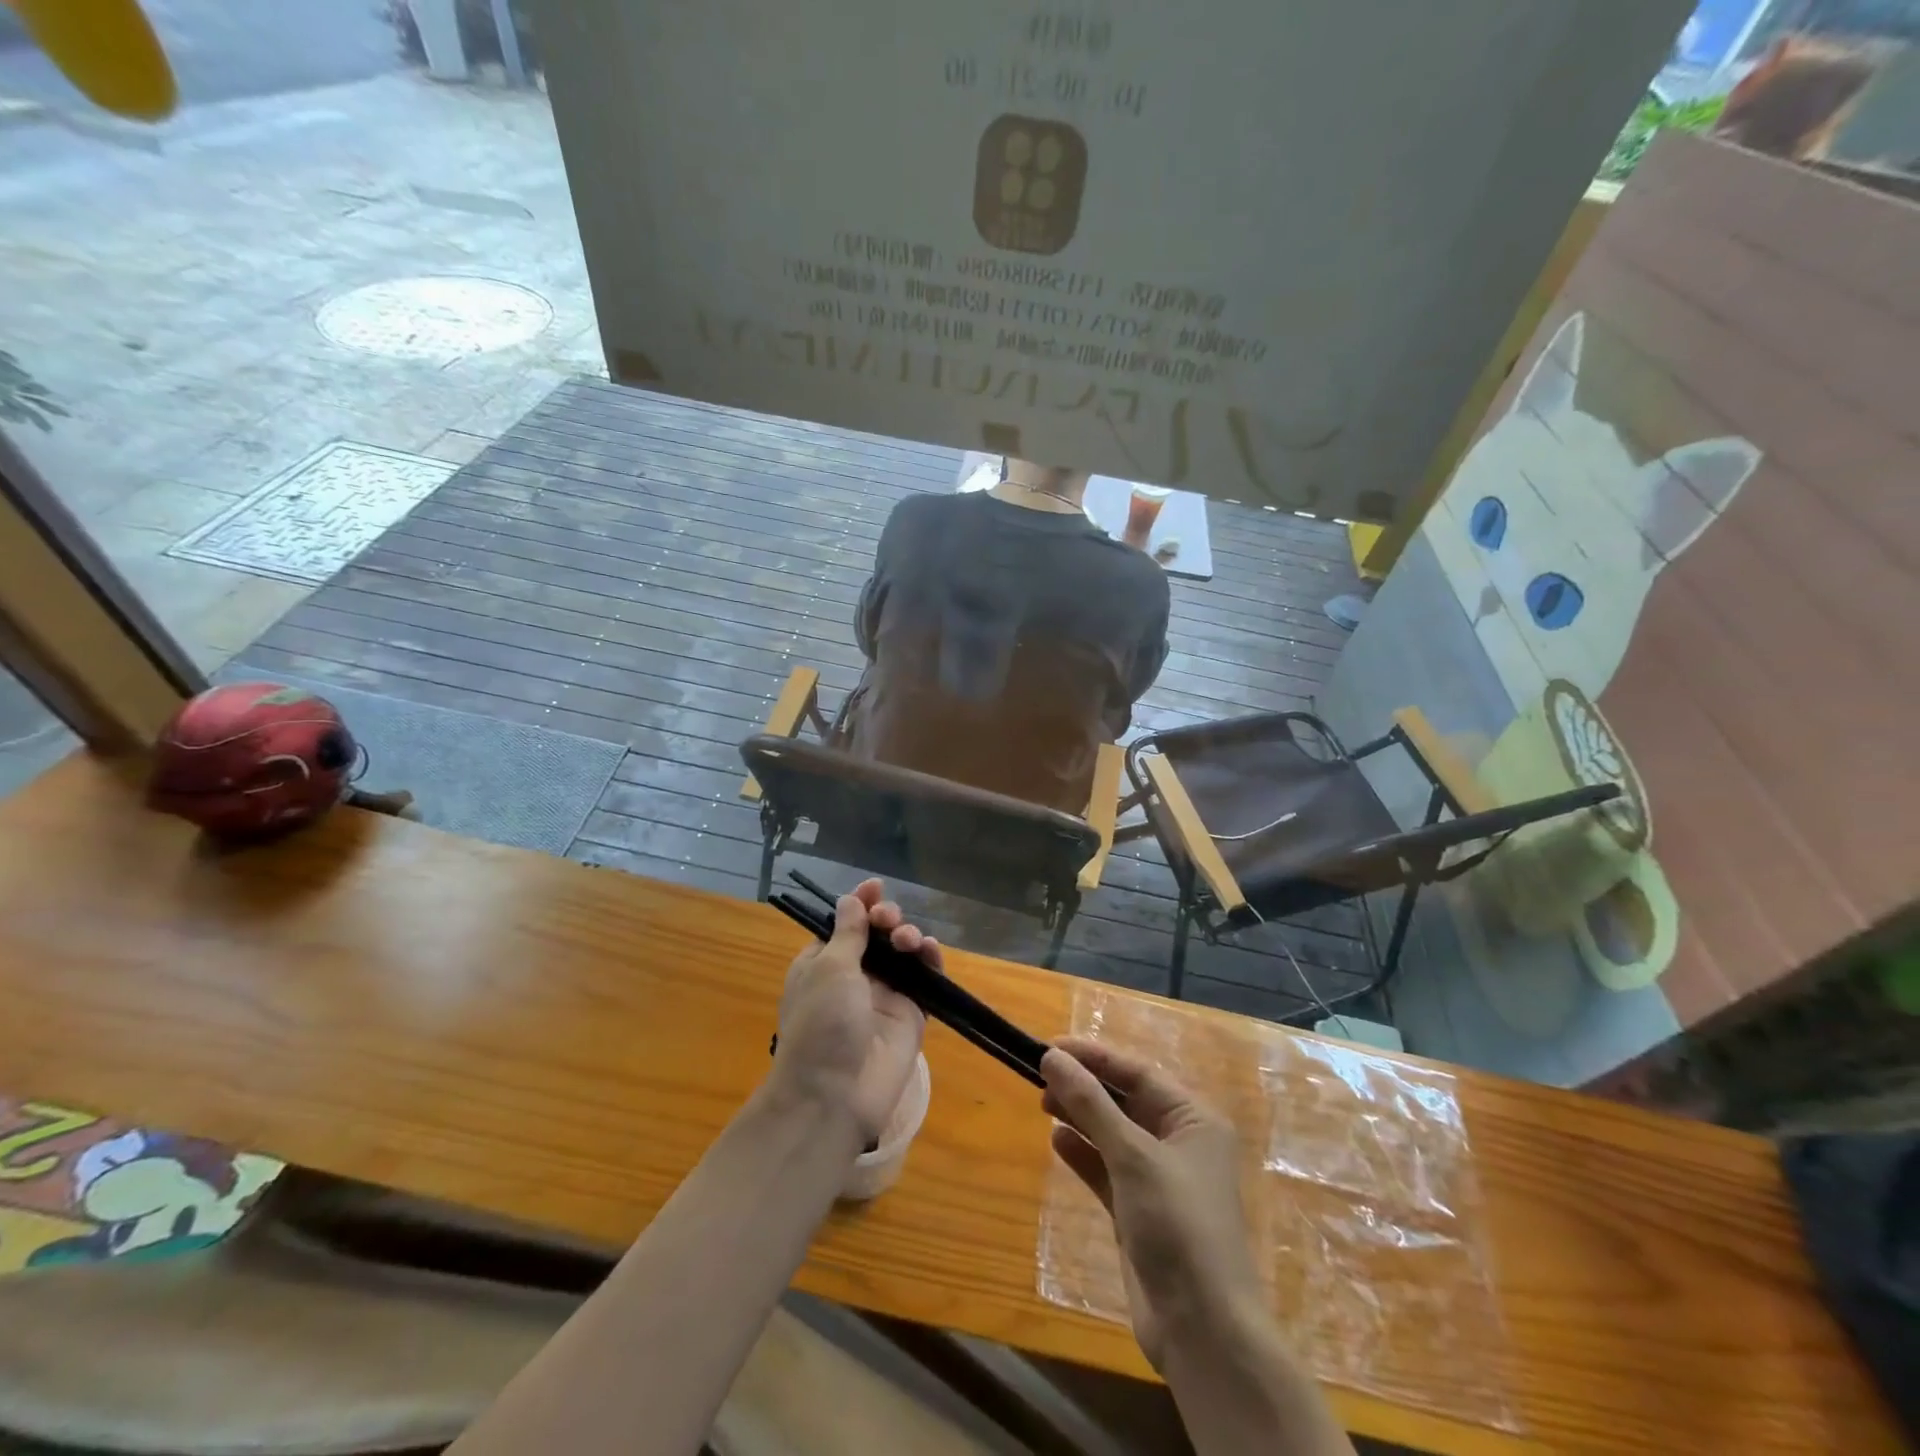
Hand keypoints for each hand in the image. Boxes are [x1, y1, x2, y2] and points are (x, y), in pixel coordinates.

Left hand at [771, 878, 927, 1143]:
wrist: (835, 1096)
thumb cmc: (821, 1024)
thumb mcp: (829, 969)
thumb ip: (848, 932)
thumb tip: (851, 899)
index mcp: (823, 963)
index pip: (845, 924)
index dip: (861, 903)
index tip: (875, 886)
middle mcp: (854, 976)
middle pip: (877, 935)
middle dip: (886, 918)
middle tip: (889, 920)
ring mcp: (884, 996)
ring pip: (903, 954)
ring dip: (908, 936)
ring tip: (908, 941)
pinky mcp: (910, 1014)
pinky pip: (925, 980)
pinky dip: (930, 960)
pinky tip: (930, 949)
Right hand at [1041, 1036, 1264, 1370]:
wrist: (1203, 1331)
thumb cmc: (1177, 1226)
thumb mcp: (1133, 1156)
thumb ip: (1091, 1104)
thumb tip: (1053, 1057)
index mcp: (1193, 1119)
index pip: (1137, 1072)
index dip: (1094, 1057)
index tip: (1050, 1047)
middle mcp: (1180, 1142)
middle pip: (1125, 1100)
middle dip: (1084, 1085)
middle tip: (1039, 1075)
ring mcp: (1159, 1179)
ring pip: (1113, 1133)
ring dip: (1080, 1116)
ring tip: (1042, 1101)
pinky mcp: (1140, 1211)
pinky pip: (1107, 1168)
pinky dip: (1083, 1153)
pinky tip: (1056, 1141)